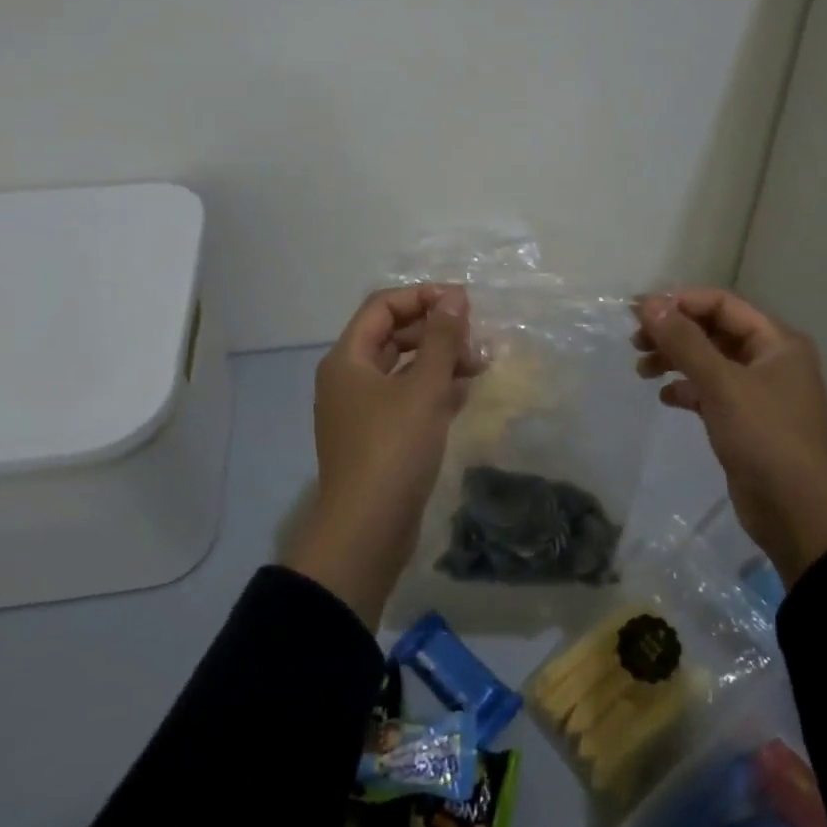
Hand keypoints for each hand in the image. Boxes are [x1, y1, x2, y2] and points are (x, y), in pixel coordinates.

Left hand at [287, 284, 475, 627]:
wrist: (367, 530)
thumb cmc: (393, 449)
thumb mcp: (423, 388)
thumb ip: (441, 339)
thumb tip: (454, 298)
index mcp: (347, 359)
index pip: (382, 306)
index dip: (422, 296)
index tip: (463, 303)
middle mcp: (349, 378)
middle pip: (393, 336)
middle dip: (435, 332)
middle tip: (475, 340)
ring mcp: (361, 410)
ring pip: (403, 369)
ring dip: (439, 361)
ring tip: (480, 366)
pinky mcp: (378, 437)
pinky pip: (406, 399)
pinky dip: (434, 390)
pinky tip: (466, 393)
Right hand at [635, 288, 826, 584]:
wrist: (798, 512)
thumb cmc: (765, 436)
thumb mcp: (722, 383)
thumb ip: (684, 341)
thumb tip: (648, 303)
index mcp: (776, 342)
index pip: (722, 304)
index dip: (680, 302)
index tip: (639, 312)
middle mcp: (770, 360)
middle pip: (714, 331)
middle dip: (674, 332)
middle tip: (635, 342)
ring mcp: (758, 392)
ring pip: (709, 362)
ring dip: (675, 360)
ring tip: (642, 370)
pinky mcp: (745, 421)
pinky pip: (710, 392)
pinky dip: (687, 390)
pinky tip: (666, 398)